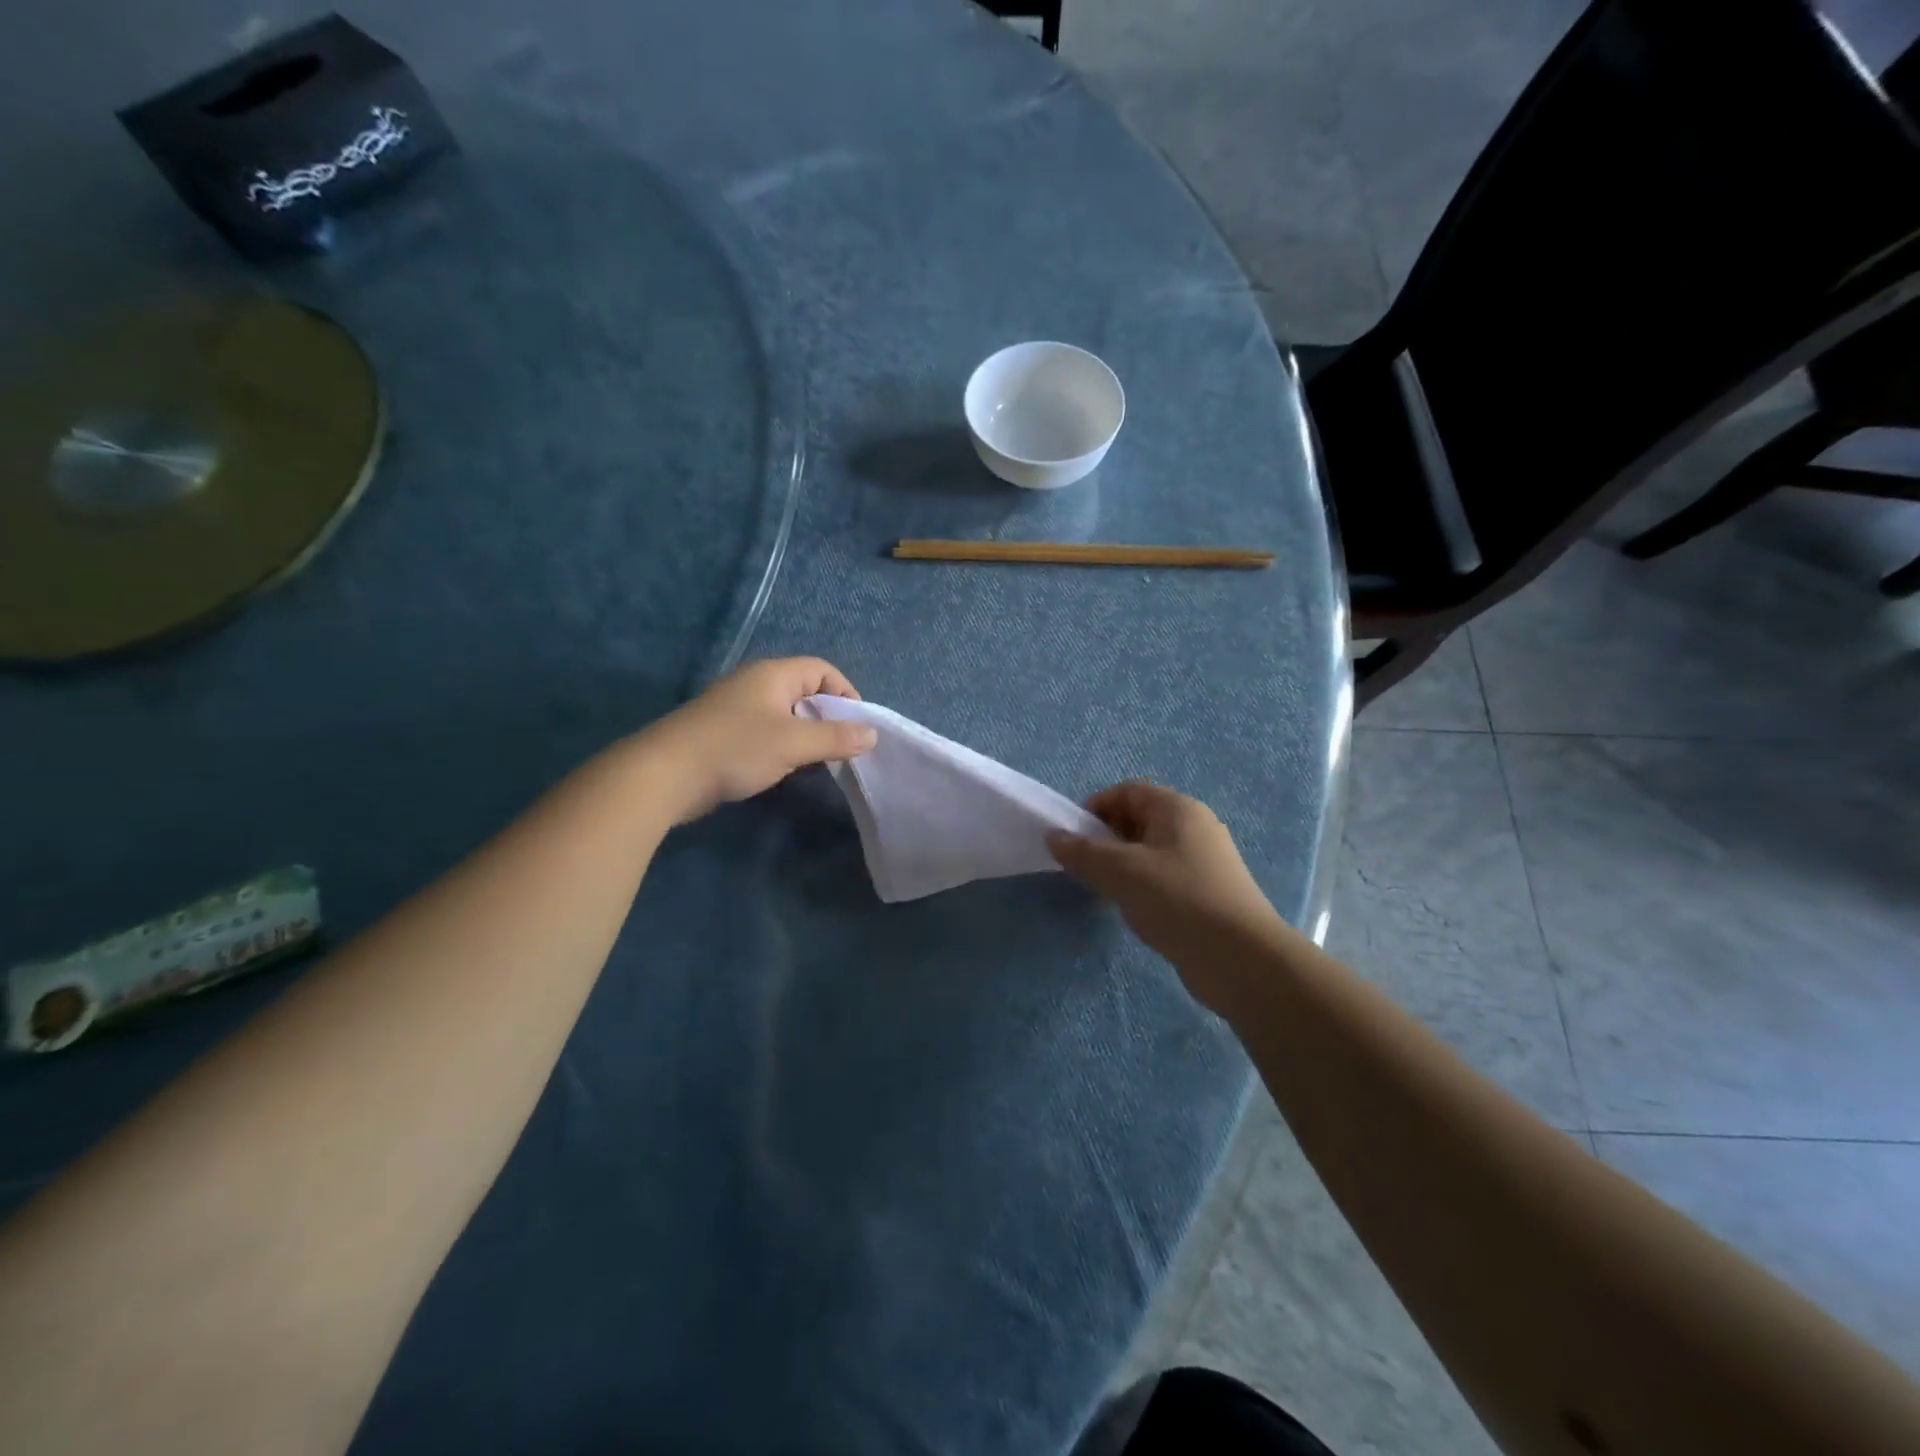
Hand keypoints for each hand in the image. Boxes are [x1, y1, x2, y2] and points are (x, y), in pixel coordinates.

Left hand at [639, 658, 876, 822]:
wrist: (665, 775)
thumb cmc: (736, 749)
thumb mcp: (794, 743)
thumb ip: (836, 738)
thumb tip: (871, 734)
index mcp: (773, 674)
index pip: (823, 670)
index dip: (845, 694)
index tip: (856, 728)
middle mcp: (756, 684)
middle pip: (805, 692)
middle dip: (827, 719)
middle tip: (839, 749)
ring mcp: (737, 709)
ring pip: (785, 716)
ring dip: (804, 737)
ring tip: (813, 764)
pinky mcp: (724, 734)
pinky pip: (765, 733)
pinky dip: (782, 748)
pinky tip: (782, 771)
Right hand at [1049, 782, 1288, 1013]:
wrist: (1241, 958)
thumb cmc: (1177, 900)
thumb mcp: (1121, 872)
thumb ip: (1082, 852)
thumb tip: (1054, 836)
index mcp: (1177, 809)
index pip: (1127, 791)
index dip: (1095, 808)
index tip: (1073, 839)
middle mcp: (1195, 827)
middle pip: (1139, 819)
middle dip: (1106, 838)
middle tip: (1086, 867)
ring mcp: (1205, 861)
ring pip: (1150, 851)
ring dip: (1123, 865)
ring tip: (1107, 891)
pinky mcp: (1208, 892)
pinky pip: (1165, 876)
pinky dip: (1143, 885)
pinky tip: (1135, 910)